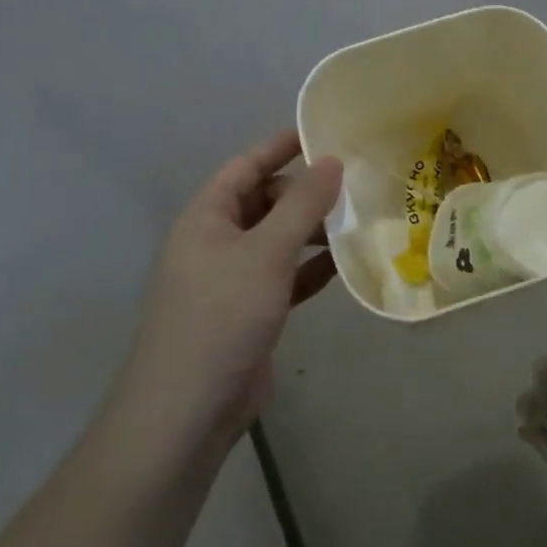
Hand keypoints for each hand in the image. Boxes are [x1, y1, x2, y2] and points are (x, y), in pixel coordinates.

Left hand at [113, 131, 341, 452]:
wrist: (187, 412)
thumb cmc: (221, 316)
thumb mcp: (266, 252)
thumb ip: (302, 204)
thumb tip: (332, 161)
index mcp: (207, 217)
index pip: (246, 166)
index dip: (281, 146)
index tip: (322, 134)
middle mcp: (217, 241)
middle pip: (265, 201)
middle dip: (305, 193)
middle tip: (354, 186)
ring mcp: (232, 279)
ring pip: (278, 240)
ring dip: (313, 231)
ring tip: (358, 222)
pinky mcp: (250, 311)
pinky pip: (285, 276)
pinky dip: (311, 269)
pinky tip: (346, 266)